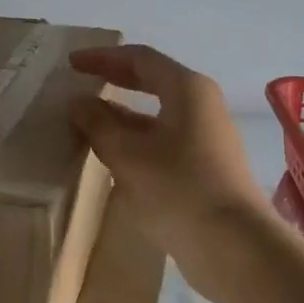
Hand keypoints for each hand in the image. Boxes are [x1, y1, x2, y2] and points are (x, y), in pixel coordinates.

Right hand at [68, 45, 271, 296]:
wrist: (232, 245)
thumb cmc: (178, 187)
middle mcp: (201, 106)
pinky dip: (136, 142)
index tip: (72, 64)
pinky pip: (164, 142)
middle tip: (80, 83)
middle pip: (152, 82)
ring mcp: (207, 138)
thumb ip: (99, 124)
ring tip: (87, 123)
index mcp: (187, 89)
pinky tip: (112, 158)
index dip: (103, 57)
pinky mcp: (206, 168)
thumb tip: (78, 103)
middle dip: (114, 81)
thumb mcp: (128, 154)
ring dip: (122, 116)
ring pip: (157, 116)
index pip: (140, 59)